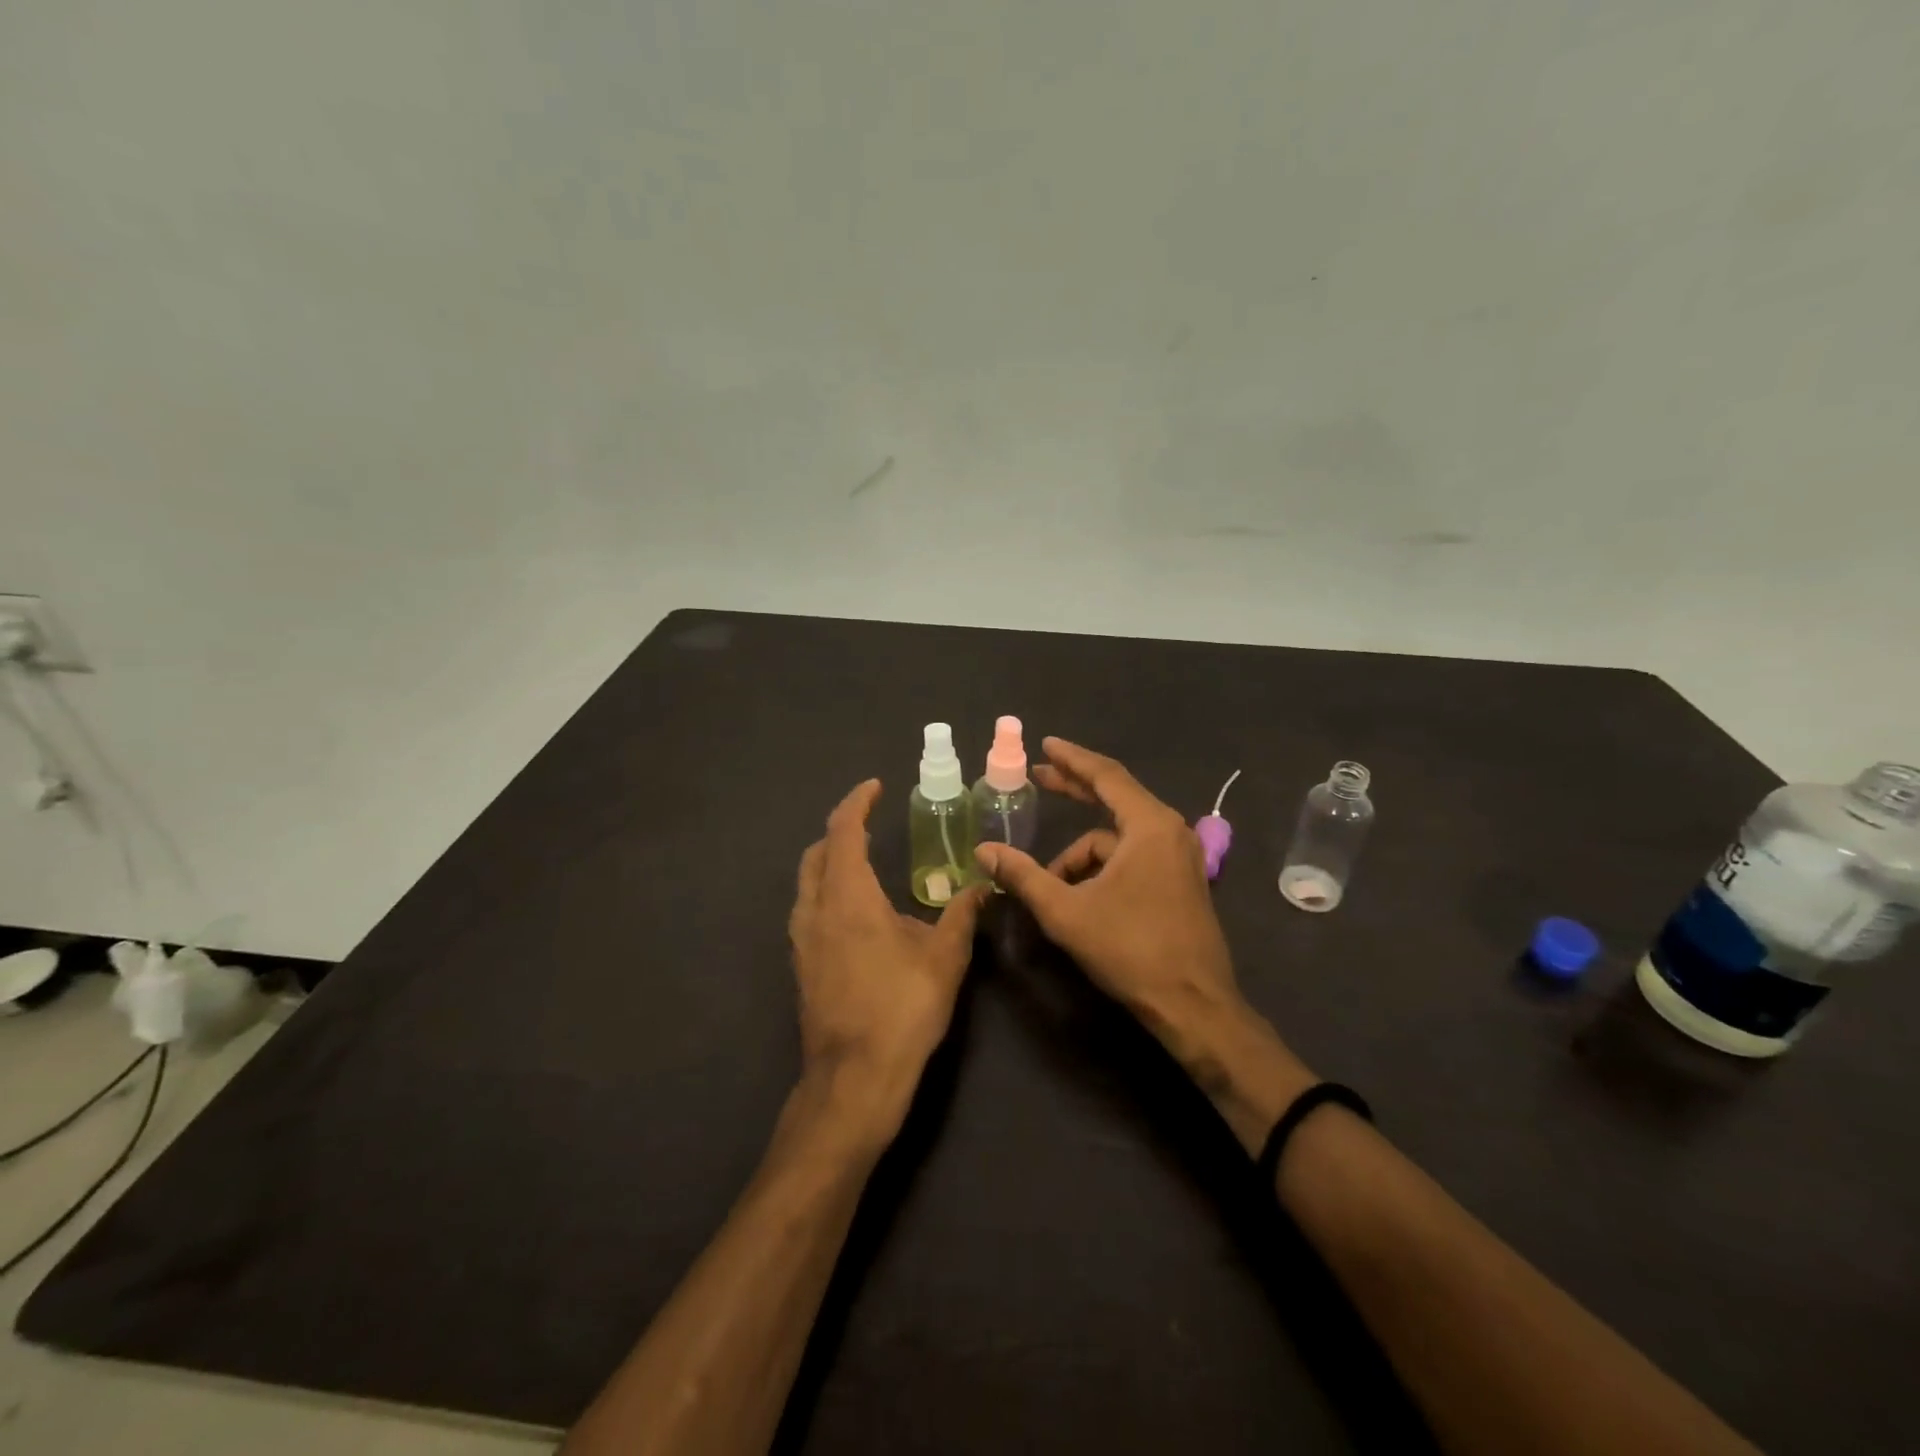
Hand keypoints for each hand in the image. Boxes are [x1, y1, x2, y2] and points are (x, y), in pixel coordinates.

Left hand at [789, 780, 987, 1147]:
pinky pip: (809, 911)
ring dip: (831, 863)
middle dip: (841, 831)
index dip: (857, 803)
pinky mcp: (802, 967)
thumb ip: (963, 915)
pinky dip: (827, 892)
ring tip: (864, 863)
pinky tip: (856, 915)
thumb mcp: (945, 958)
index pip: (843, 831)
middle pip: (817, 853)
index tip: (875, 788)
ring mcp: (802, 941)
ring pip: (808, 883)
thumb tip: (982, 886)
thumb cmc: (902, 1009)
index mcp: (847, 896)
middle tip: (870, 823)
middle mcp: (815, 910)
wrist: (854, 1080)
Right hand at [974, 740, 1313, 1147]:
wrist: (1194, 1006)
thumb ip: (1023, 876)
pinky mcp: (1179, 881)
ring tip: (1050, 885)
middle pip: (1115, 797)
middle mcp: (1169, 831)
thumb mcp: (1067, 912)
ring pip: (1117, 840)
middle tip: (1038, 777)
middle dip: (1074, 789)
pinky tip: (1079, 897)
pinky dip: (1101, 870)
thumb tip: (984, 851)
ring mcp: (1179, 857)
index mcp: (1149, 826)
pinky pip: (1132, 858)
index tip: (1045, 745)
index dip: (1071, 759)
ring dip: (1081, 855)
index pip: (1106, 776)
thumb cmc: (1132, 950)